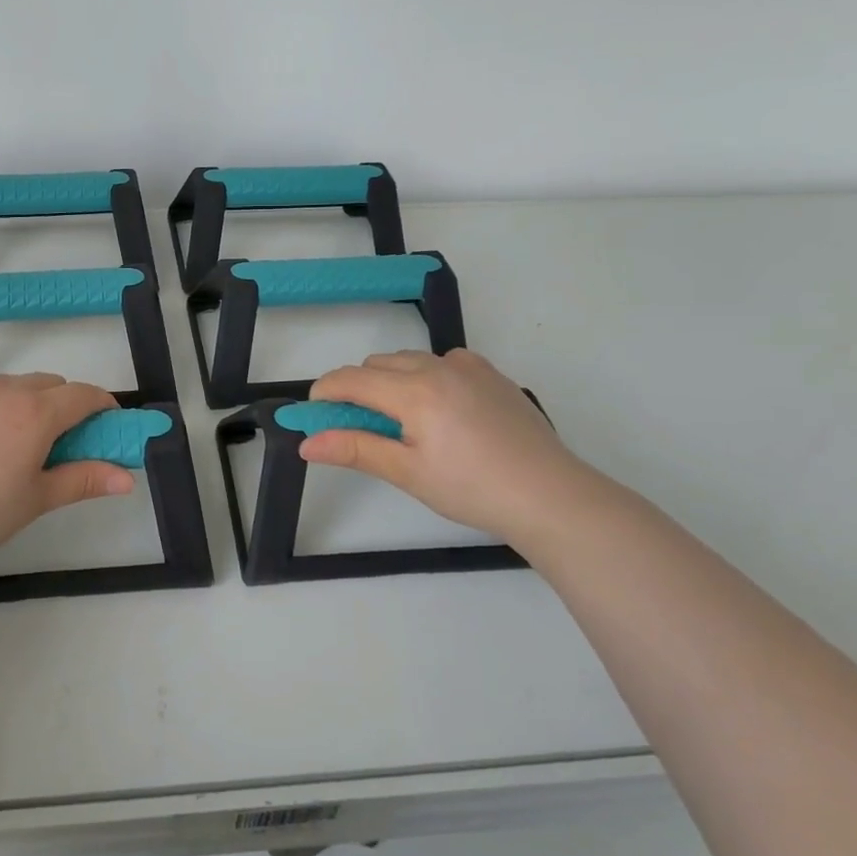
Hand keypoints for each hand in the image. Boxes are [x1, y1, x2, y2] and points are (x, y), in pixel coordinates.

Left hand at [0, 374, 133, 560]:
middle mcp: (3, 389)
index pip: (83, 395)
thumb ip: (84, 480)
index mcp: (36, 413)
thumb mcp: (36, 500)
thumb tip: (128, 478)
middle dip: (59, 404)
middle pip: (46, 384)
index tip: (105, 423)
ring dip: (18, 403)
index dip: (101, 406)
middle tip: (52, 441)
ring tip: (3, 443)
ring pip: (6, 385)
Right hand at [300, 348, 596, 542]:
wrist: (550, 495)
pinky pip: (443, 361)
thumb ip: (354, 449)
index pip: (351, 379)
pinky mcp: (491, 374)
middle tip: (361, 429)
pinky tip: (441, 410)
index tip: (313, 414)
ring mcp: (469, 366)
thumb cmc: (472, 488)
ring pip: (409, 360)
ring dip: (391, 381)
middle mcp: (438, 366)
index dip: (325, 393)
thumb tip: (306, 443)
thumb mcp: (407, 472)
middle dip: (358, 389)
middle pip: (377, 365)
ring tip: (403, 423)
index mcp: (414, 391)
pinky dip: (426, 376)